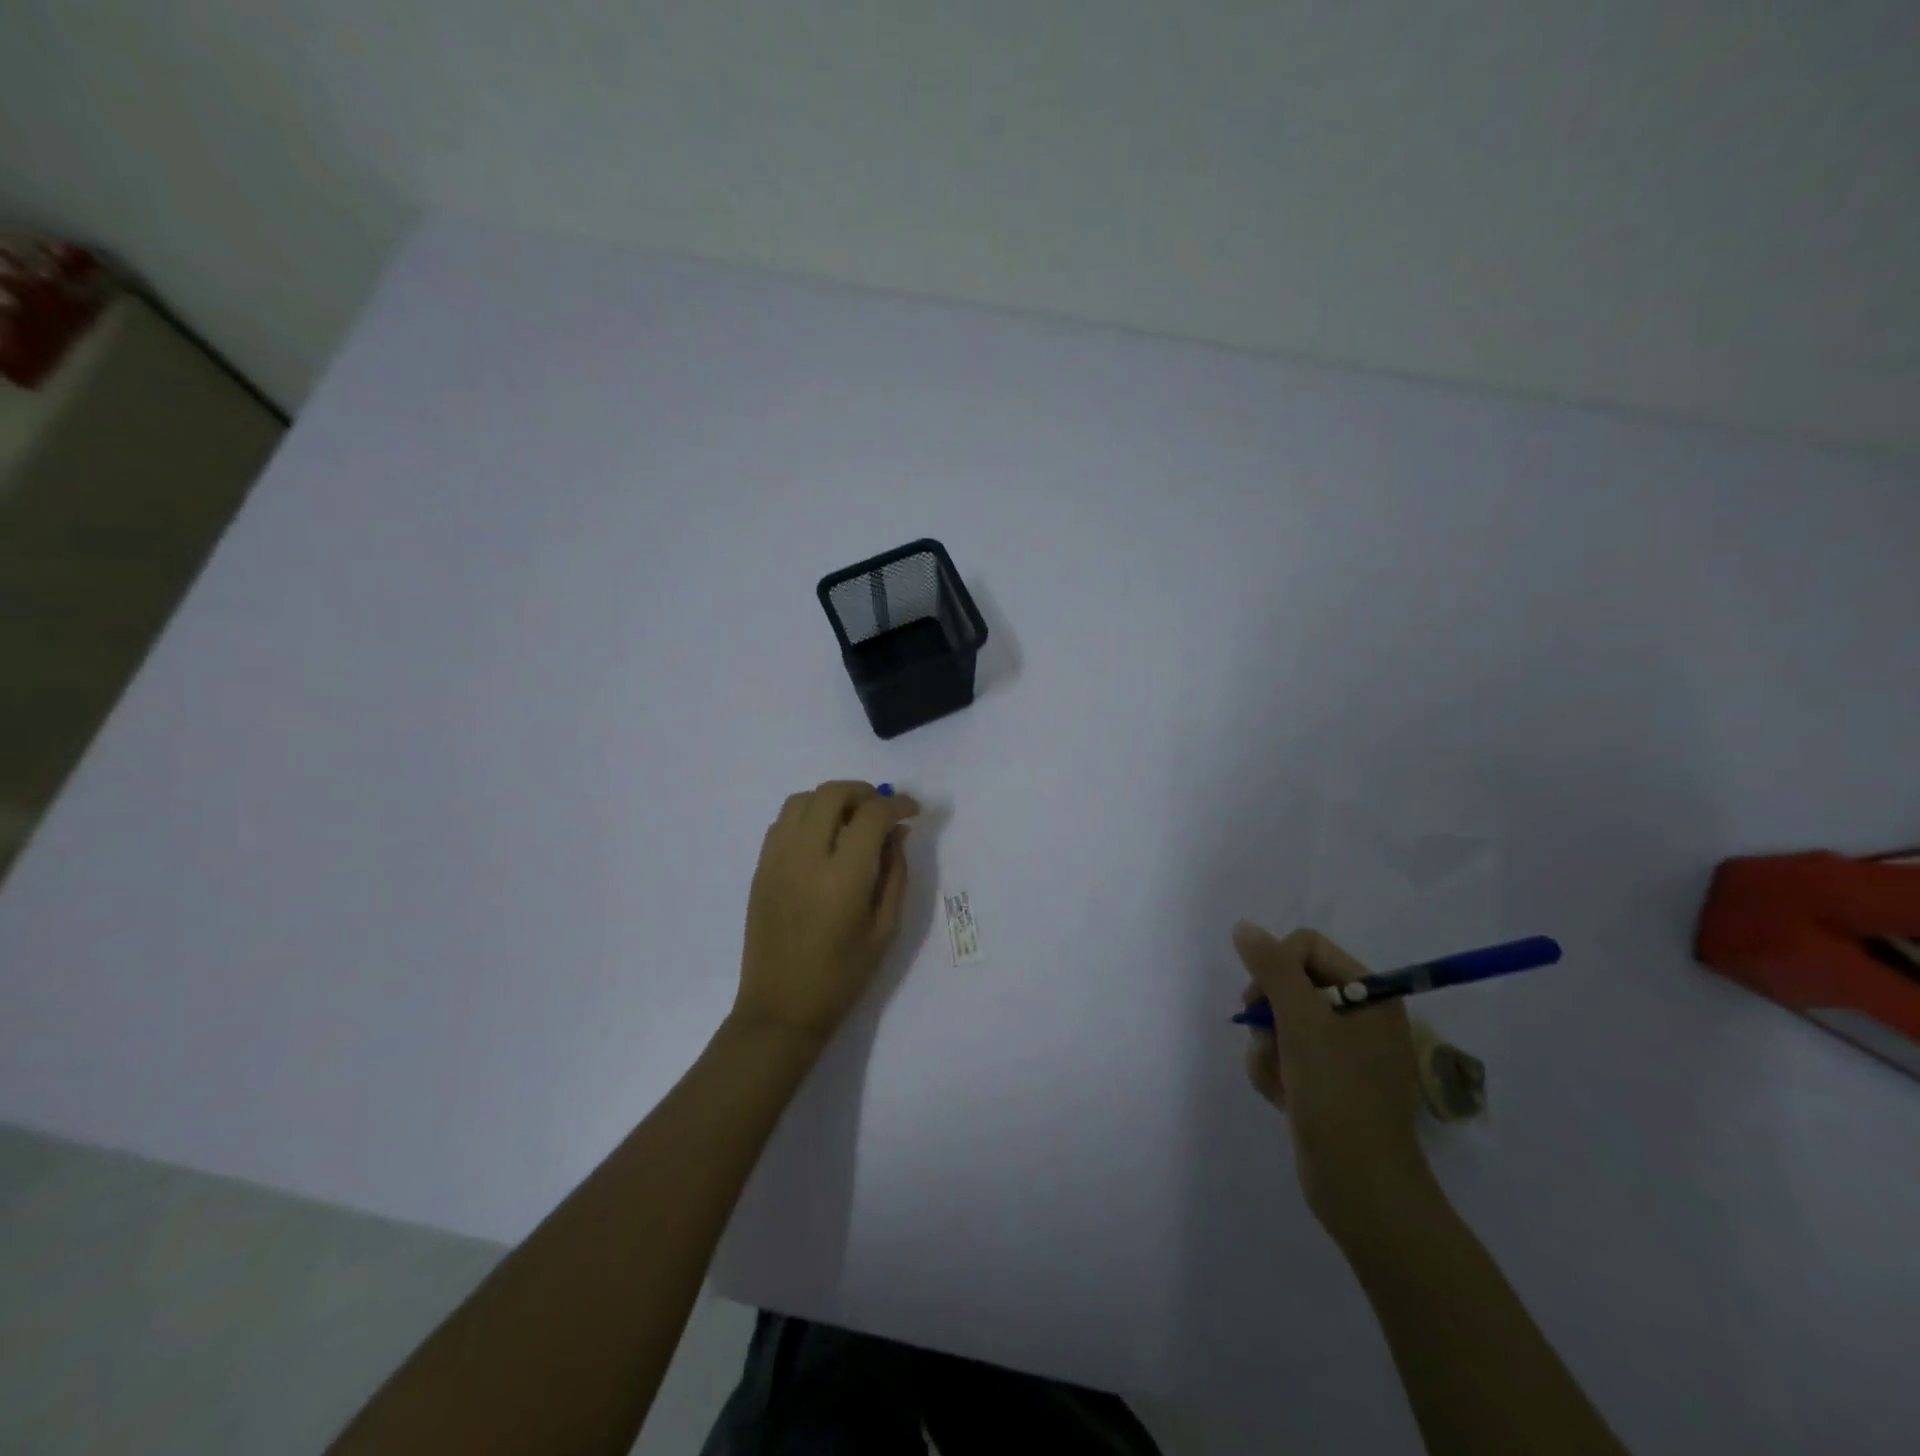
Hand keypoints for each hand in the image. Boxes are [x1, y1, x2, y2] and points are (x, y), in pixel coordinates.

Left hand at [732, 781, 920, 1050]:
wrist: (781, 1008)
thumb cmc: (842, 977)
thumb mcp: (885, 929)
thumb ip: (895, 874)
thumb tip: (898, 833)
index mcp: (843, 878)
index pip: (872, 815)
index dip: (898, 804)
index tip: (912, 811)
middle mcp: (805, 858)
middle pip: (832, 794)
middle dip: (864, 791)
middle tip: (883, 808)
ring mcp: (776, 860)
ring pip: (802, 799)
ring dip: (832, 799)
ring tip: (852, 818)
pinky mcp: (760, 868)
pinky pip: (782, 822)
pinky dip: (807, 815)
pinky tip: (823, 837)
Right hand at [1235, 923, 1435, 1244]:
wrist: (1361, 1187)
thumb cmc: (1338, 1094)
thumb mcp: (1302, 1022)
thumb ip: (1271, 968)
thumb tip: (1244, 927)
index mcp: (1370, 994)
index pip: (1306, 947)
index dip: (1276, 966)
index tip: (1263, 1001)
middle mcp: (1358, 1016)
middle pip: (1288, 984)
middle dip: (1269, 1015)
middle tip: (1271, 1042)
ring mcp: (1341, 1051)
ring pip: (1278, 1021)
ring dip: (1267, 1049)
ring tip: (1281, 1081)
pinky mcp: (1324, 1080)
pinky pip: (1283, 1054)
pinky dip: (1274, 1072)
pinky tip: (1284, 1099)